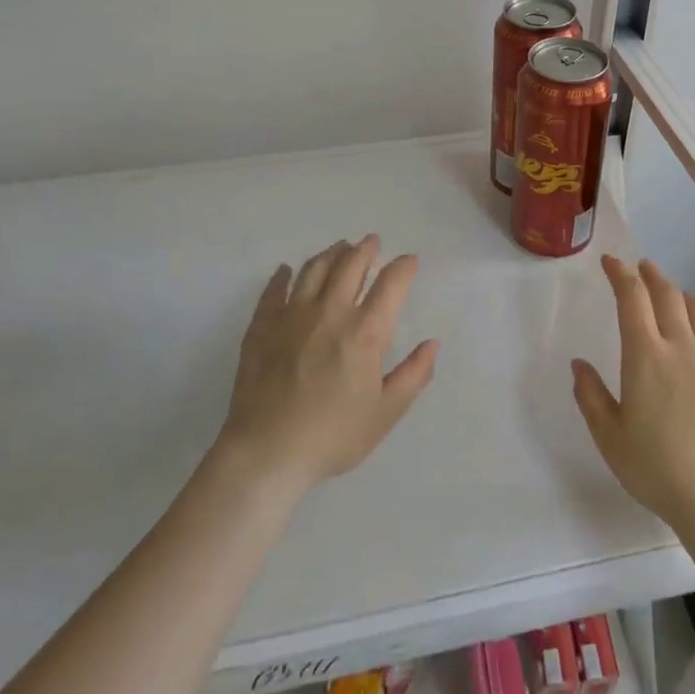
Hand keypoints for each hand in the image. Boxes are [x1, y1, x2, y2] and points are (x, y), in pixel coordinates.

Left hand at [218, 235, 438, 492]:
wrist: (267, 451)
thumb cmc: (334, 435)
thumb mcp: (386, 412)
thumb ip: (413, 374)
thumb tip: (432, 343)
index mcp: (365, 331)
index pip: (391, 284)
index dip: (403, 267)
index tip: (409, 260)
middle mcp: (330, 312)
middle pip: (350, 265)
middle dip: (365, 249)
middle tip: (372, 242)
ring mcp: (292, 315)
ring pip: (313, 269)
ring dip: (330, 254)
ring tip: (339, 248)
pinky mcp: (262, 326)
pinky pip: (274, 290)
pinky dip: (282, 276)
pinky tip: (285, 271)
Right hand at [572, 255, 694, 538]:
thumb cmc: (654, 467)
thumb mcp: (608, 435)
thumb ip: (591, 395)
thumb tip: (579, 365)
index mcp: (645, 356)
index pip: (632, 298)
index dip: (621, 274)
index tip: (612, 262)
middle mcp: (681, 347)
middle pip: (668, 296)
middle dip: (652, 276)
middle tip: (642, 269)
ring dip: (684, 296)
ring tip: (675, 297)